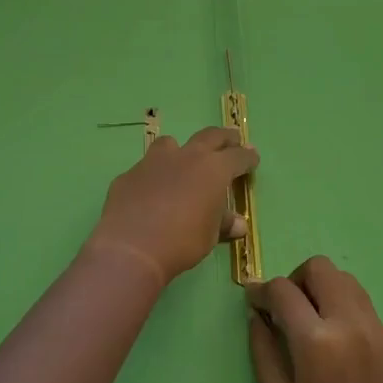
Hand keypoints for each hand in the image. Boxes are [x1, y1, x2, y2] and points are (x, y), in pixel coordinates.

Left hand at [86, 126, 257, 284]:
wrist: (132, 246)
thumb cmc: (182, 241)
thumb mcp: (209, 236)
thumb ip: (222, 224)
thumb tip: (238, 224)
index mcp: (213, 169)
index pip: (238, 157)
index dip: (247, 157)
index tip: (253, 157)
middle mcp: (186, 157)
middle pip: (210, 136)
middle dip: (224, 138)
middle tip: (232, 140)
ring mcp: (154, 162)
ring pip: (171, 144)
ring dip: (182, 150)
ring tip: (184, 161)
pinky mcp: (130, 174)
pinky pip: (147, 168)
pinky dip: (155, 175)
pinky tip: (151, 192)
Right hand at [247, 257, 382, 382]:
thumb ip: (263, 352)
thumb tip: (257, 316)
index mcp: (316, 340)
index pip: (283, 290)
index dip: (261, 290)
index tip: (253, 300)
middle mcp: (349, 322)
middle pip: (320, 268)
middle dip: (295, 280)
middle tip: (285, 309)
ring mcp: (376, 328)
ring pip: (345, 279)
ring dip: (322, 287)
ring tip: (310, 321)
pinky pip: (363, 303)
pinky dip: (342, 305)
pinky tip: (334, 340)